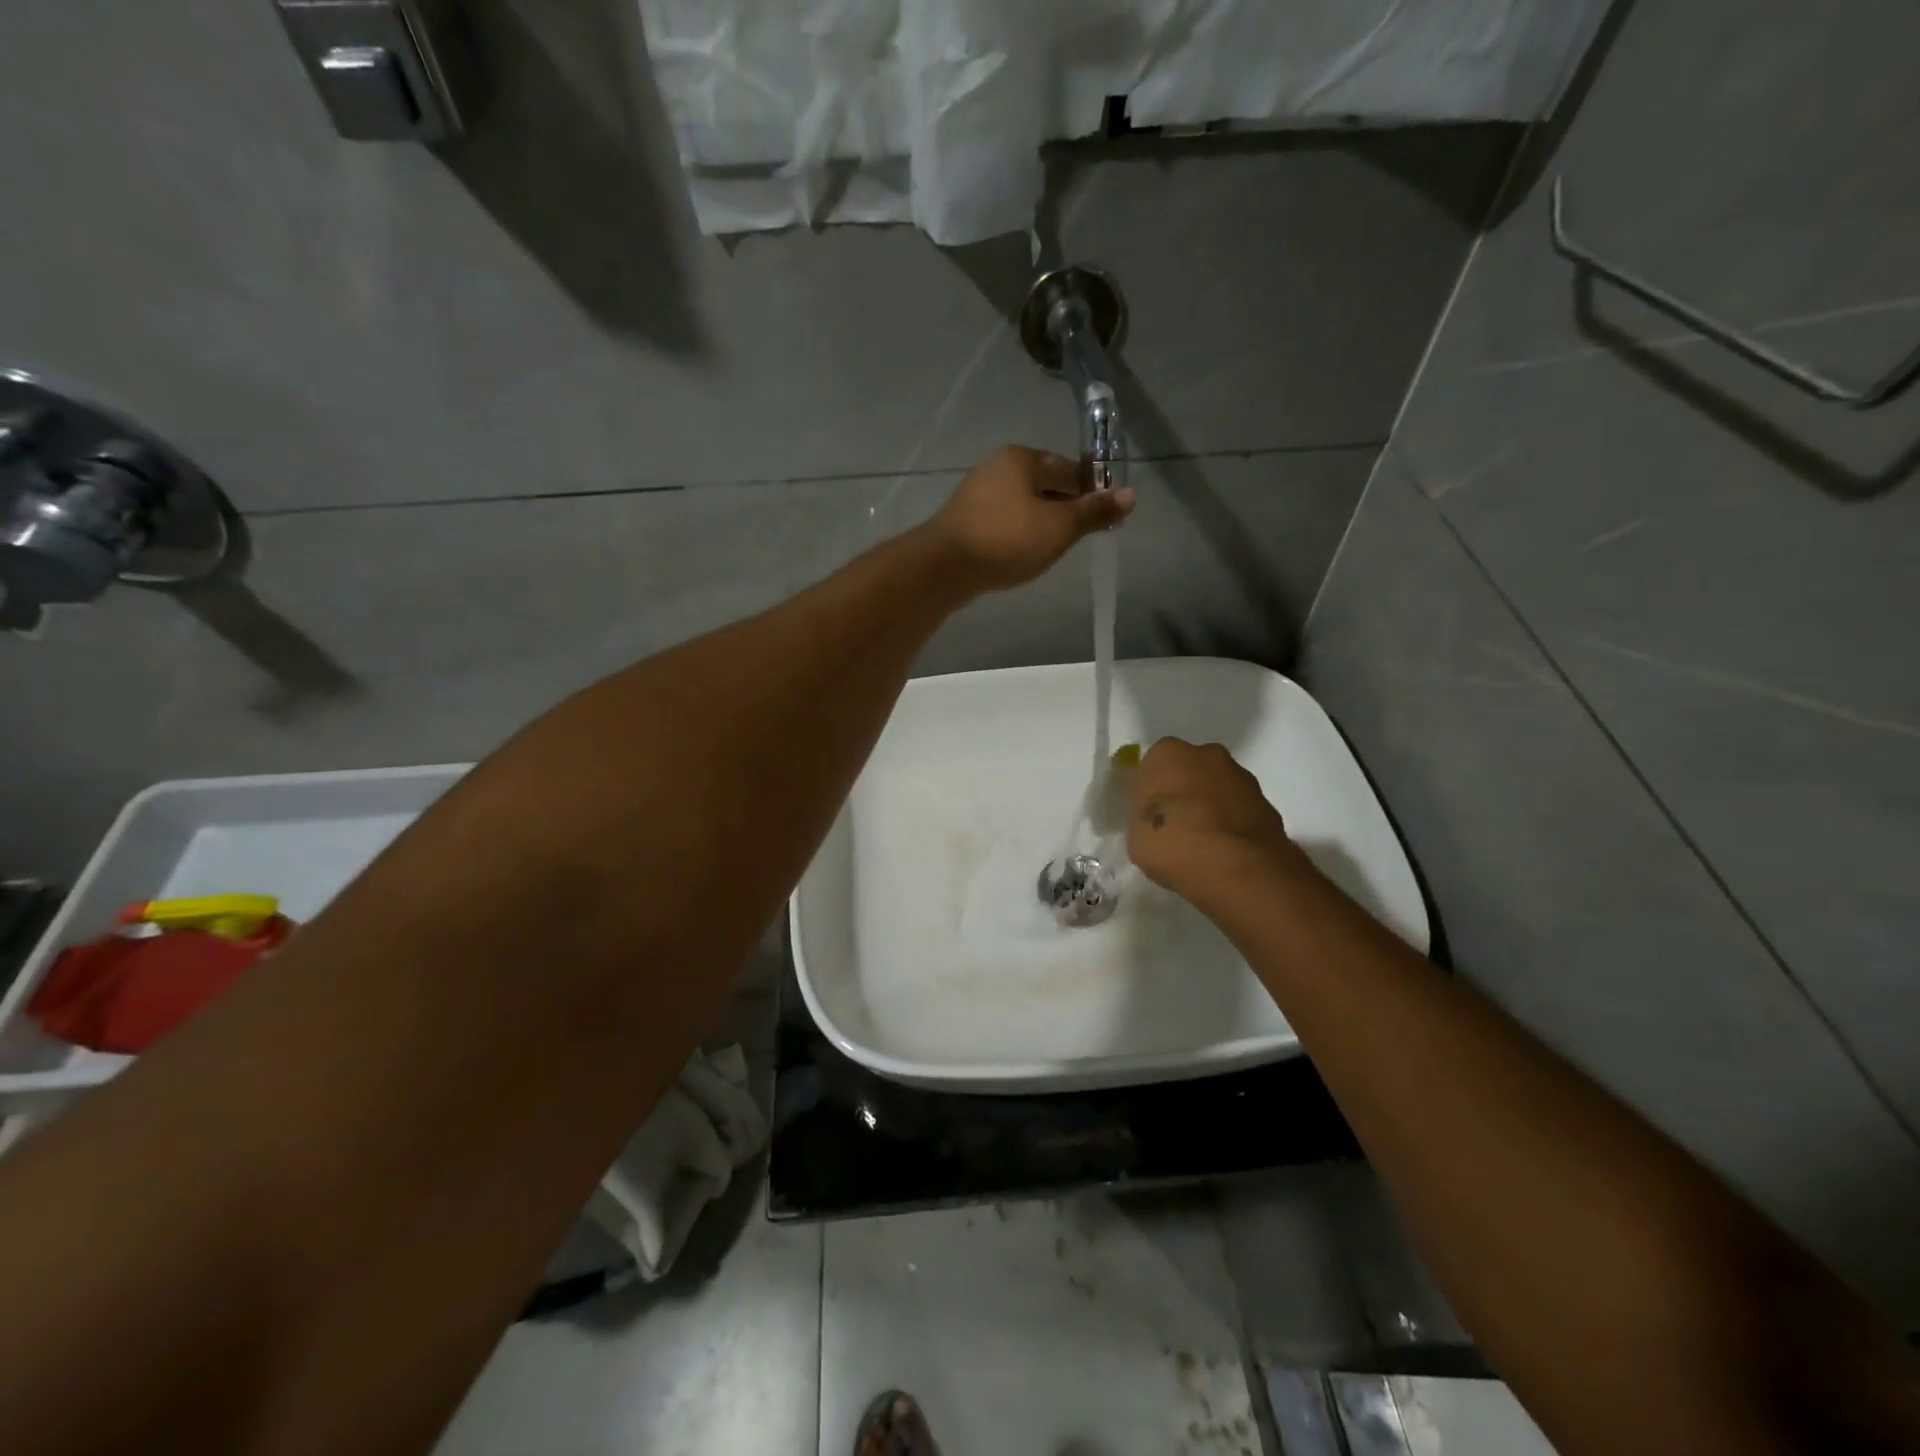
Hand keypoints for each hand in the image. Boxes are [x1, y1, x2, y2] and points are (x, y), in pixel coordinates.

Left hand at [921, 446, 1134, 594]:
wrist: (943, 568)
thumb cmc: (1007, 540)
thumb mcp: (1059, 528)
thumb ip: (1094, 512)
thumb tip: (1130, 494)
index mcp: (1022, 458)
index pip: (1070, 468)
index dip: (1091, 491)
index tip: (1103, 518)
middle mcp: (997, 467)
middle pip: (1045, 484)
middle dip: (1065, 508)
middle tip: (1078, 539)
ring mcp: (976, 494)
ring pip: (1023, 505)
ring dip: (1041, 523)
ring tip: (1052, 550)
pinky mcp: (964, 521)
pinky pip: (1003, 522)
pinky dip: (1018, 534)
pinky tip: (1022, 554)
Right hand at [1128, 738, 1307, 904]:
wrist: (1238, 867)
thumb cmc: (1173, 844)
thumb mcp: (1137, 836)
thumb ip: (1144, 817)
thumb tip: (1153, 815)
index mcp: (1167, 754)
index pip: (1152, 765)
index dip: (1150, 791)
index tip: (1148, 815)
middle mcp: (1207, 754)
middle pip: (1188, 770)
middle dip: (1183, 792)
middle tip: (1174, 827)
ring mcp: (1241, 776)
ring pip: (1217, 788)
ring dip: (1210, 807)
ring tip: (1202, 844)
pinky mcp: (1267, 802)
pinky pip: (1239, 810)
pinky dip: (1232, 824)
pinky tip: (1224, 851)